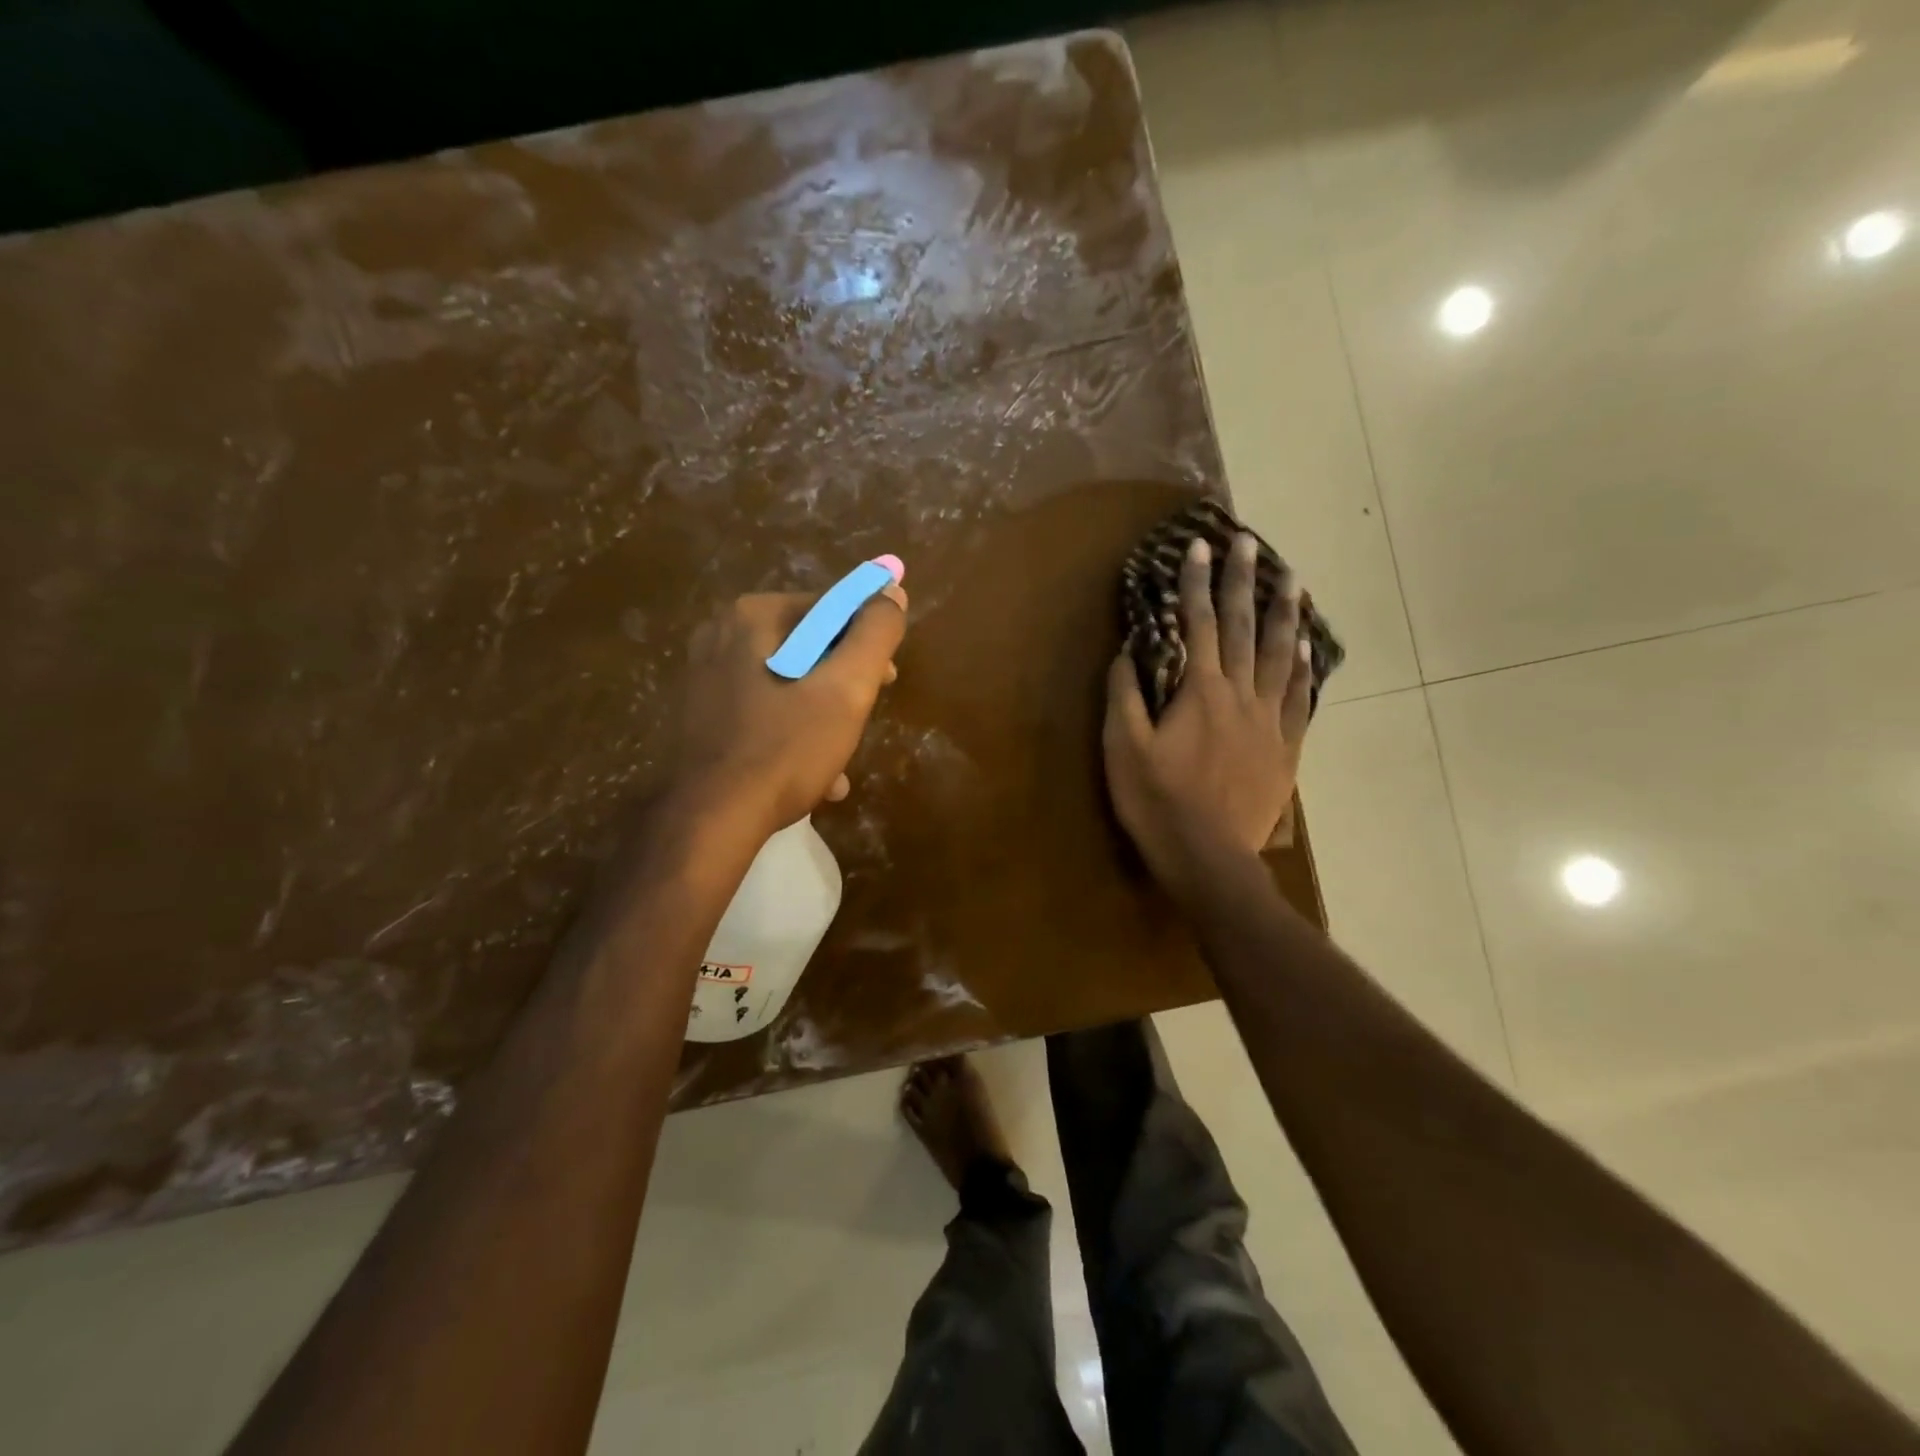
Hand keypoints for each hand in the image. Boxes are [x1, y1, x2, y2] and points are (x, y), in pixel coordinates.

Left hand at [673, 579, 907, 838]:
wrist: (711, 819)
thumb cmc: (786, 748)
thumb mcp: (846, 688)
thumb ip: (875, 633)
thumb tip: (892, 590)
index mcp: (754, 616)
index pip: (831, 609)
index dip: (867, 642)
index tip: (886, 680)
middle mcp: (722, 634)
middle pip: (808, 646)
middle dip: (844, 683)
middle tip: (864, 718)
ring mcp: (706, 676)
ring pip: (788, 682)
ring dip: (821, 714)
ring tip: (840, 758)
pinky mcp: (701, 714)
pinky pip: (762, 710)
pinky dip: (791, 733)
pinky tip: (812, 773)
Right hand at [1103, 532, 1313, 900]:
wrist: (1208, 857)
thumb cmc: (1157, 803)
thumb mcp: (1123, 749)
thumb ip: (1125, 696)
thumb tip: (1128, 652)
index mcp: (1200, 692)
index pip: (1198, 625)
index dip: (1197, 583)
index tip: (1201, 546)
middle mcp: (1239, 695)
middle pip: (1243, 628)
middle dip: (1244, 582)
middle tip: (1251, 543)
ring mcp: (1268, 721)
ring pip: (1279, 656)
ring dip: (1285, 613)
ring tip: (1293, 578)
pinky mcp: (1284, 748)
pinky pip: (1298, 699)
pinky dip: (1301, 669)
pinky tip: (1304, 647)